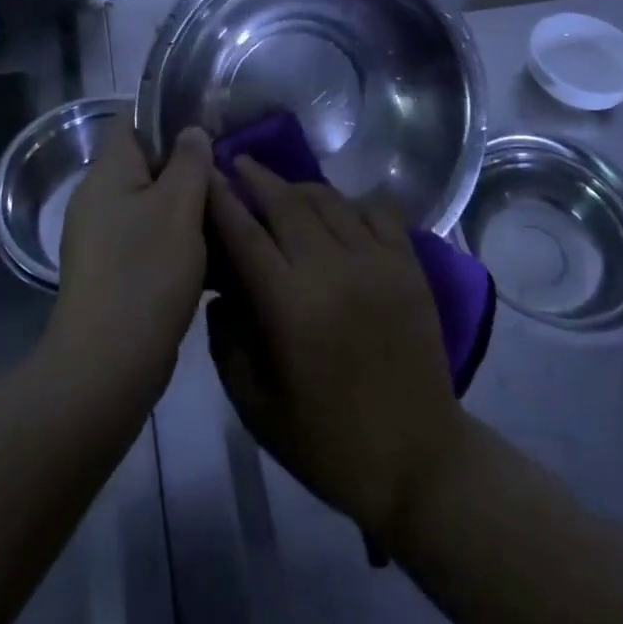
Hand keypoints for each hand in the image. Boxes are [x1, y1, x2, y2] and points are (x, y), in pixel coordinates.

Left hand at [46, 123, 211, 406]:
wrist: (107, 368)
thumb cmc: (146, 273)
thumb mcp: (179, 207)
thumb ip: (190, 161)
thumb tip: (191, 131)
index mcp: (108, 172)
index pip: (133, 120)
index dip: (169, 114)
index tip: (209, 122)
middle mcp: (98, 198)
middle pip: (146, 163)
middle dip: (187, 165)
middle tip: (228, 171)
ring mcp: (102, 238)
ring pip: (151, 204)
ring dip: (187, 206)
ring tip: (228, 211)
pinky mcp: (112, 272)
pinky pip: (148, 239)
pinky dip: (176, 239)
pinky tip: (211, 254)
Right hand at [206, 157, 466, 545]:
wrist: (417, 460)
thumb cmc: (327, 441)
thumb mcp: (255, 406)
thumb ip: (227, 342)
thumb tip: (221, 291)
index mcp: (289, 305)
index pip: (245, 234)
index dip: (221, 199)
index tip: (205, 174)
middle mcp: (332, 268)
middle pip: (287, 202)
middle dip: (257, 178)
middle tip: (238, 163)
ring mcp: (376, 261)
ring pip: (330, 199)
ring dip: (299, 186)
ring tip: (281, 185)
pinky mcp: (408, 264)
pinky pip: (377, 211)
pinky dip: (352, 201)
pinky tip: (339, 209)